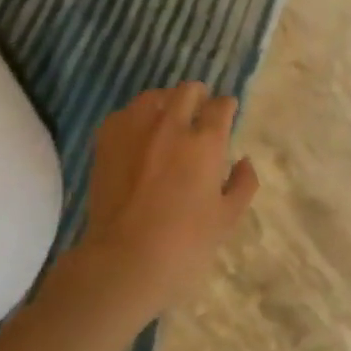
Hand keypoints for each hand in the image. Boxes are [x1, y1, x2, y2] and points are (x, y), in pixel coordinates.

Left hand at [76, 82, 258, 314]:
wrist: (124, 259)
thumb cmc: (185, 244)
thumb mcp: (227, 218)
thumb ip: (242, 184)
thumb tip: (243, 161)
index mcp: (205, 142)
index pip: (221, 107)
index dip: (227, 106)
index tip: (228, 112)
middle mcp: (171, 125)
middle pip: (188, 91)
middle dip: (199, 96)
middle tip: (201, 111)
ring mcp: (134, 130)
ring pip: (153, 97)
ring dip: (167, 102)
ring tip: (168, 119)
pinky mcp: (106, 141)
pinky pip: (125, 114)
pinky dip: (137, 118)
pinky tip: (139, 135)